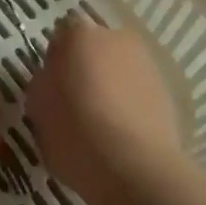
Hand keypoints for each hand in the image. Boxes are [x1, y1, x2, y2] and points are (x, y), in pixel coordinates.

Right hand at [25, 15, 184, 203]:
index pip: (63, 34)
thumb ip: (43, 82)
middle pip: (94, 47)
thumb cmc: (77, 133)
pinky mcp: (167, 91)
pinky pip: (138, 91)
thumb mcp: (38, 108)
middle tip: (76, 103)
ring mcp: (146, 62)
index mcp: (80, 34)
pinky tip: (123, 136)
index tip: (53, 87)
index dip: (56, 59)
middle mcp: (115, 37)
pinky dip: (130, 105)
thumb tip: (53, 77)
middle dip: (86, 67)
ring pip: (119, 69)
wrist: (138, 170)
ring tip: (102, 125)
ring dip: (110, 85)